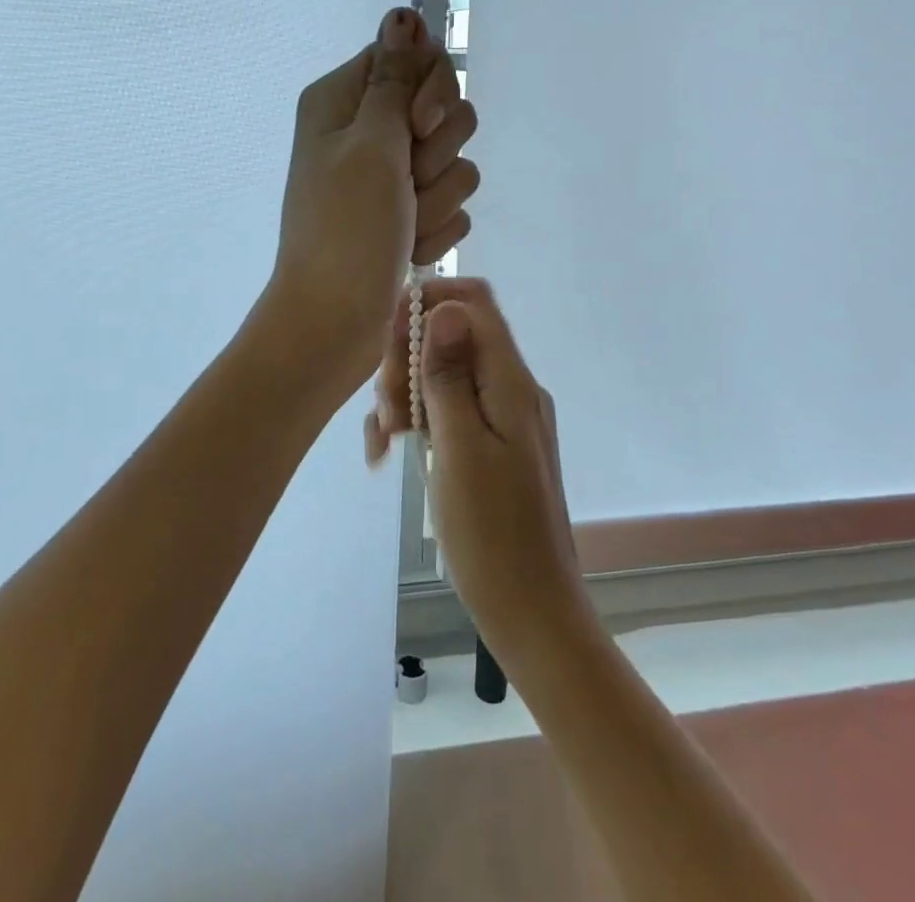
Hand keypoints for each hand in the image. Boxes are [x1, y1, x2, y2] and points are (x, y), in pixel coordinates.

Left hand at [262, 8, 479, 376]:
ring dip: (437, 199)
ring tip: (404, 227)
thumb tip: (403, 13)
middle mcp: (364, 130)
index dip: (431, 91)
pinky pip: (449, 205)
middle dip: (438, 153)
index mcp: (343, 100)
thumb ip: (395, 78)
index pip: (413, 57)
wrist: (333, 321)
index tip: (418, 128)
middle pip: (441, 108)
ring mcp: (386, 176)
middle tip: (406, 184)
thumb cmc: (346, 228)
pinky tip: (407, 250)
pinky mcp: (405, 214)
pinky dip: (434, 230)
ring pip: (454, 162)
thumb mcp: (371, 143)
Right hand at [372, 278, 590, 658]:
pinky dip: (419, 420)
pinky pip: (451, 410)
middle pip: (454, 336)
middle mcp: (511, 389)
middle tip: (386, 409)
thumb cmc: (491, 535)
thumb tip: (446, 308)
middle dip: (409, 358)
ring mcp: (503, 417)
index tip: (389, 336)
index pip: (474, 303)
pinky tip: (389, 450)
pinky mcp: (492, 444)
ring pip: (445, 374)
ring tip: (383, 439)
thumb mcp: (460, 449)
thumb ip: (450, 376)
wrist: (531, 612)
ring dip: (407, 393)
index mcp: (510, 382)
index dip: (429, 303)